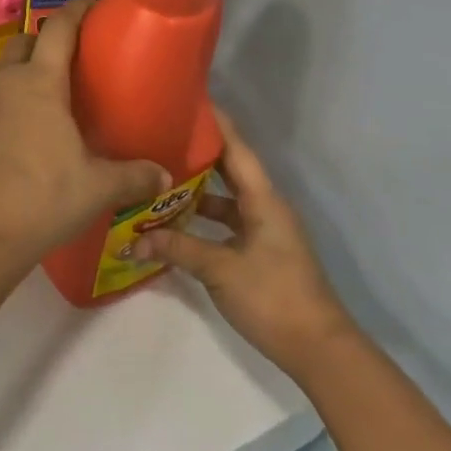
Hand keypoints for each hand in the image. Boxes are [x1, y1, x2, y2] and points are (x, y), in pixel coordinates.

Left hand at [0, 1, 168, 275]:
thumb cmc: (39, 198)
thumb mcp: (96, 188)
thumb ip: (133, 177)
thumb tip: (165, 175)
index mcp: (39, 82)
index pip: (58, 28)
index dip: (77, 11)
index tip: (94, 7)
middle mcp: (5, 84)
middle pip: (24, 43)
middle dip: (47, 41)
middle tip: (75, 60)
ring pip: (4, 74)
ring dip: (25, 75)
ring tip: (54, 101)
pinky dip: (9, 106)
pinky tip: (26, 137)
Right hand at [137, 110, 357, 378]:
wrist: (318, 349)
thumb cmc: (273, 297)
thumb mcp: (220, 270)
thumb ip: (177, 249)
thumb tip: (133, 240)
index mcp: (263, 202)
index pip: (237, 151)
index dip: (216, 125)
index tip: (190, 101)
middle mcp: (265, 209)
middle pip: (229, 171)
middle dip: (198, 154)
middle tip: (160, 136)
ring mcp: (263, 232)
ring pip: (225, 200)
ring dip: (196, 191)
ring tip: (157, 178)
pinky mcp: (259, 254)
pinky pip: (225, 224)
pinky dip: (201, 220)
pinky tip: (173, 225)